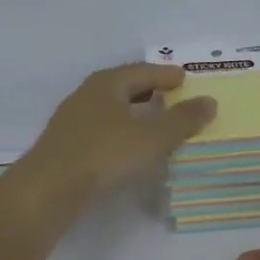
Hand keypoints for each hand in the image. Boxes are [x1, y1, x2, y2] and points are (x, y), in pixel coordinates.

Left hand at [20, 63, 217, 208]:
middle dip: (148, 91)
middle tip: (171, 97)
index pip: (142, 71)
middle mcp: (86, 95)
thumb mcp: (151, 138)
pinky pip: (101, 130)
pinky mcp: (66, 146)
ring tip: (153, 122)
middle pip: (123, 87)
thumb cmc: (104, 154)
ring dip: (132, 113)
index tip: (184, 78)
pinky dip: (120, 132)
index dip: (165, 75)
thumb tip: (210, 101)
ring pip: (110, 109)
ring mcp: (72, 121)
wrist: (49, 188)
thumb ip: (182, 120)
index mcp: (107, 84)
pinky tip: (127, 147)